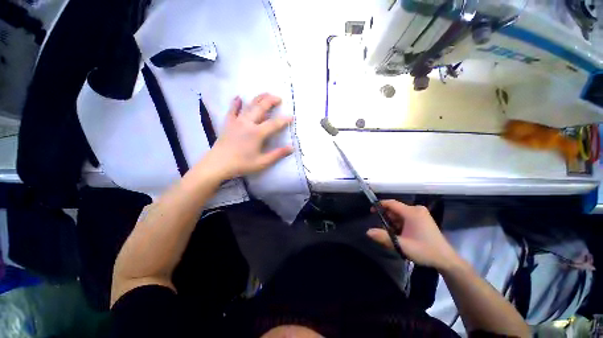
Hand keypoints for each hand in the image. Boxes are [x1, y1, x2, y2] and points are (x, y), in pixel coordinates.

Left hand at [202, 93, 293, 179]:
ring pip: (249, 106)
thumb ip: (278, 154)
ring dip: (258, 98)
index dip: (284, 120)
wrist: (218, 164)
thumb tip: (292, 148)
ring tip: (266, 93)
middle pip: (261, 108)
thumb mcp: (262, 162)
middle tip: (279, 98)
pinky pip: (232, 110)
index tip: (292, 117)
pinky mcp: (228, 123)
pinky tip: (238, 97)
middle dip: (271, 101)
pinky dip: (236, 103)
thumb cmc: (242, 164)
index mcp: (257, 133)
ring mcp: (237, 121)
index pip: (274, 124)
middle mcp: (248, 123)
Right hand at [367, 200, 459, 270]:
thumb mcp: (402, 245)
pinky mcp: (423, 218)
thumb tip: (368, 232)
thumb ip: (384, 237)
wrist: (446, 260)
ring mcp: (421, 213)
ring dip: (394, 222)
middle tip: (384, 230)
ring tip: (394, 235)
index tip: (371, 212)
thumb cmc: (424, 251)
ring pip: (400, 213)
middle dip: (387, 218)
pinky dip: (400, 224)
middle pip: (395, 209)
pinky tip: (401, 234)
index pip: (391, 203)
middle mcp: (416, 209)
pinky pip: (406, 217)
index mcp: (412, 212)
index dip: (379, 205)